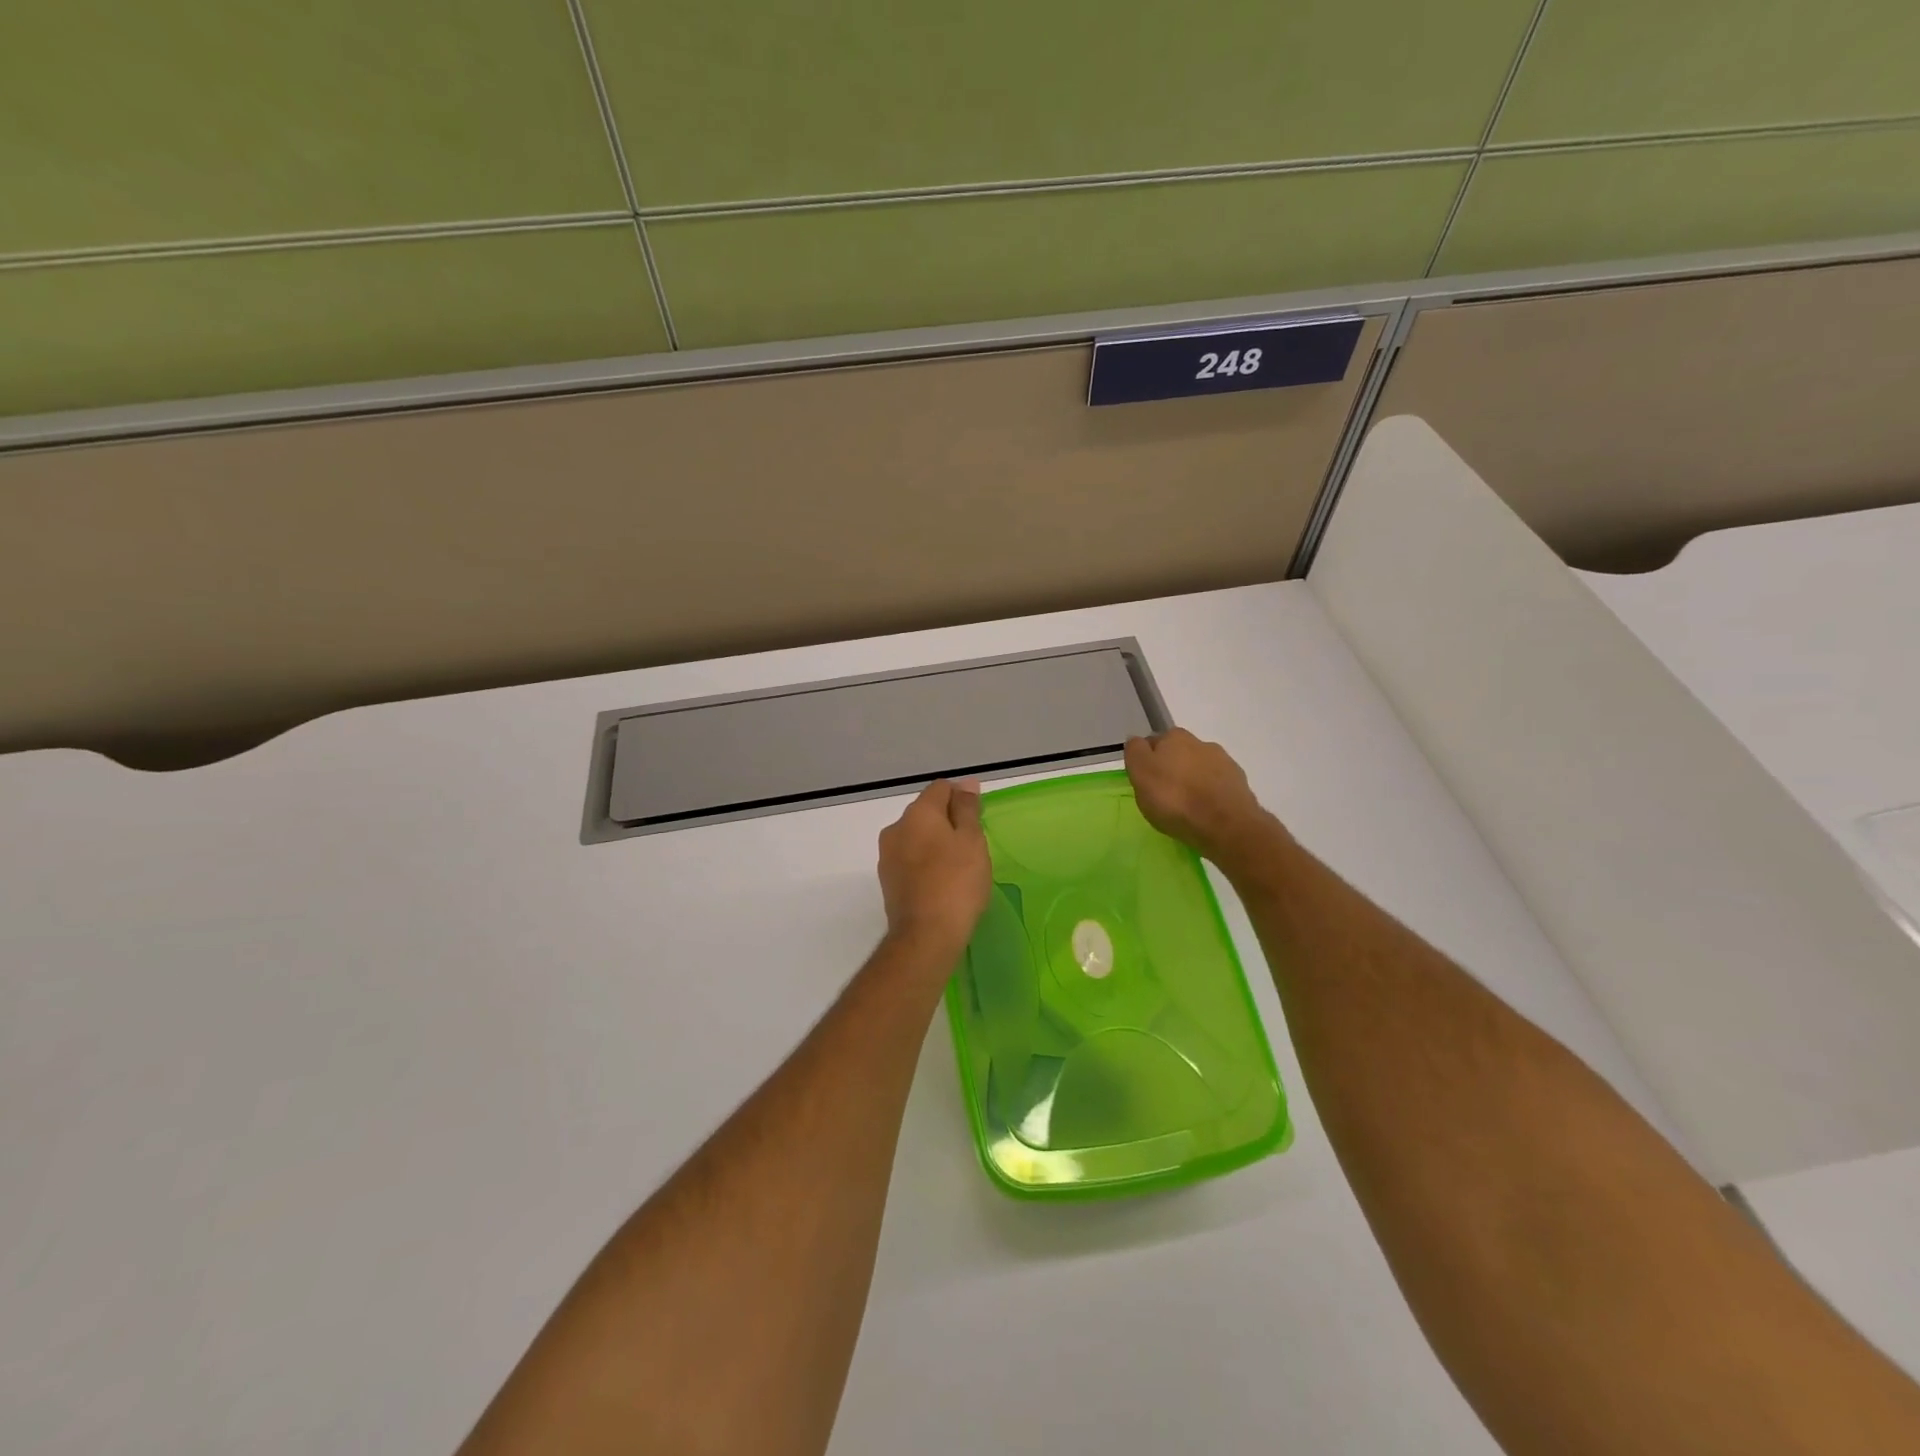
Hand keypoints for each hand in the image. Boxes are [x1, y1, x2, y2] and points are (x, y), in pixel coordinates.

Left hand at [877, 779, 990, 958]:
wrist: (925, 936)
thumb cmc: (957, 883)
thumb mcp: (972, 841)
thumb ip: (968, 809)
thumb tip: (965, 784)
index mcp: (918, 813)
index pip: (941, 788)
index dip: (962, 797)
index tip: (979, 818)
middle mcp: (896, 828)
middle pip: (926, 812)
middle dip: (948, 821)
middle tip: (973, 844)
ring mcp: (888, 856)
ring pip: (917, 837)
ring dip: (936, 843)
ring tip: (959, 866)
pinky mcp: (887, 881)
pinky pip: (910, 860)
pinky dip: (926, 863)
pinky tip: (942, 882)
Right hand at [1125, 729, 1279, 867]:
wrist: (1226, 825)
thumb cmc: (1175, 799)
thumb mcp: (1141, 775)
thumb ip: (1136, 753)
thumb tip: (1136, 741)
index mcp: (1174, 737)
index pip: (1152, 743)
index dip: (1146, 762)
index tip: (1144, 782)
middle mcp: (1201, 743)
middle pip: (1178, 754)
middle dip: (1171, 769)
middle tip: (1164, 795)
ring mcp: (1224, 763)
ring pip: (1199, 769)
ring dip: (1192, 781)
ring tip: (1186, 807)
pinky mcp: (1239, 784)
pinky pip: (1217, 785)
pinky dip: (1210, 794)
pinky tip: (1205, 812)